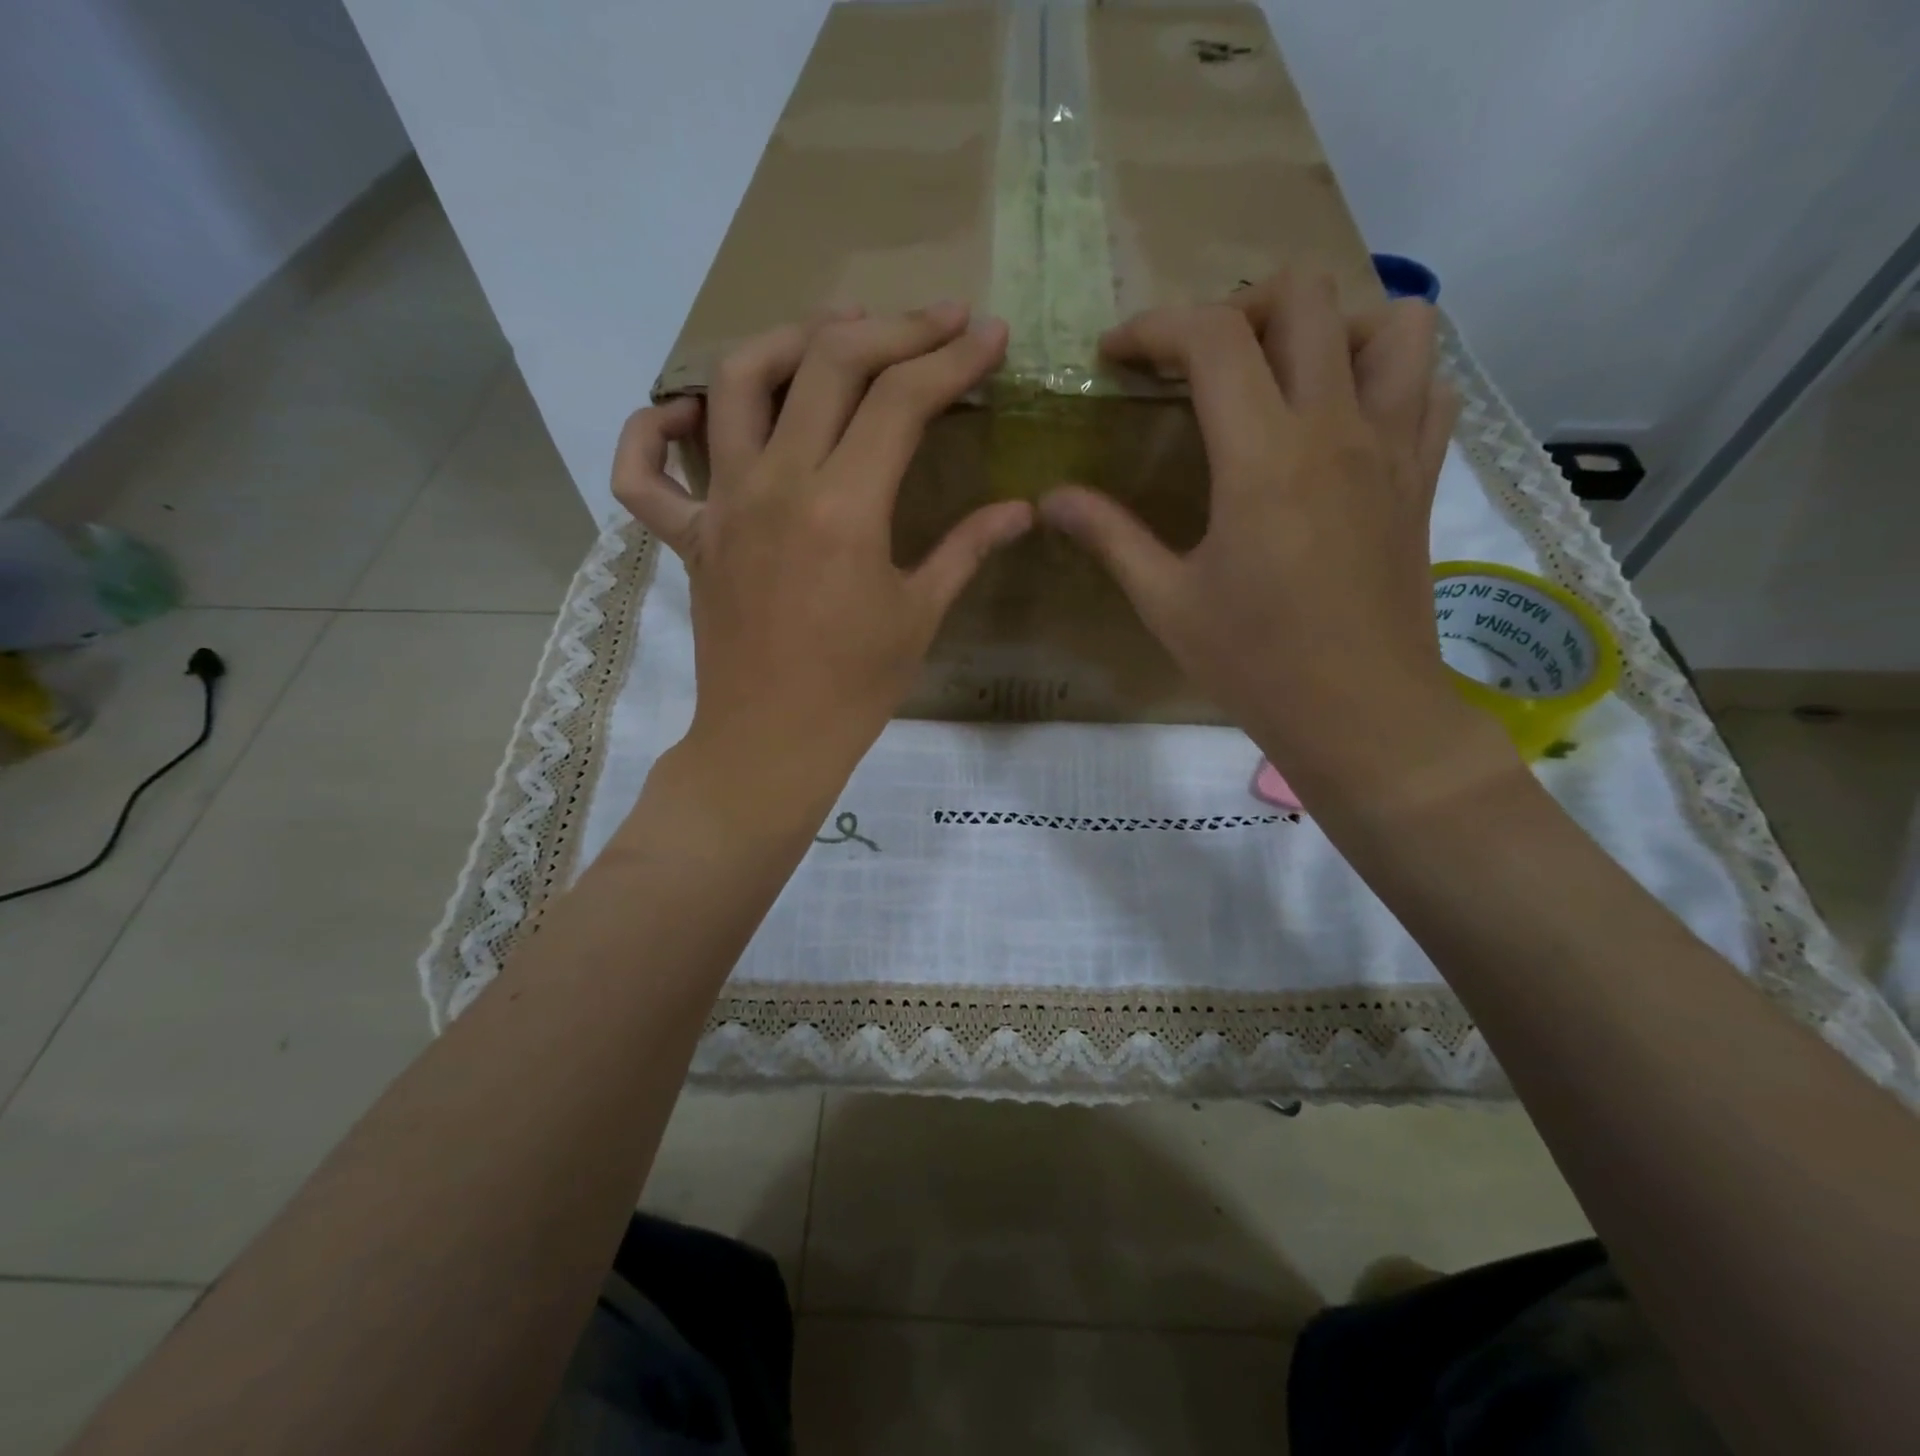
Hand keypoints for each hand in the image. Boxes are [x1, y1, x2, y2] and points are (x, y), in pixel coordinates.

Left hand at [613, 303, 1033, 820]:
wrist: (772, 743)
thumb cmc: (855, 688)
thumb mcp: (920, 615)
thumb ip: (968, 548)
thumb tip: (1022, 508)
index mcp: (844, 508)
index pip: (901, 400)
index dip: (952, 358)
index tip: (988, 336)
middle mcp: (776, 485)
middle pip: (826, 363)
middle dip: (890, 328)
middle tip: (933, 323)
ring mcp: (721, 505)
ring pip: (734, 382)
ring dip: (787, 340)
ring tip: (833, 335)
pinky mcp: (688, 535)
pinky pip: (642, 472)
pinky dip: (651, 430)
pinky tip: (686, 413)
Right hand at [1039, 271, 1513, 813]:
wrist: (1360, 713)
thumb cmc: (1255, 664)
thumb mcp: (1166, 603)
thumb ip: (1109, 537)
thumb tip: (1051, 497)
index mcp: (1262, 458)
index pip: (1212, 338)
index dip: (1154, 328)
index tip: (1116, 355)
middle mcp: (1335, 427)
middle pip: (1303, 297)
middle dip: (1236, 307)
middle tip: (1197, 363)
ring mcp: (1392, 446)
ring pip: (1390, 323)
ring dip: (1329, 326)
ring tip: (1283, 375)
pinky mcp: (1421, 476)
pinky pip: (1428, 383)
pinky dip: (1387, 373)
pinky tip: (1344, 416)